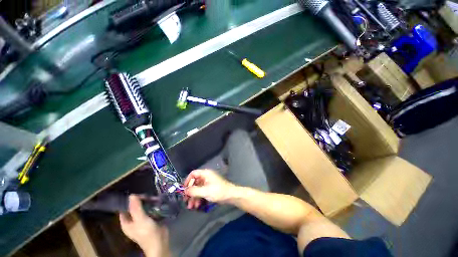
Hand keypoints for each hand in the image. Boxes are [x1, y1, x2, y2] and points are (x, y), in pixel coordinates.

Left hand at [119, 195, 169, 256]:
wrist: (159, 242)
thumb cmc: (147, 232)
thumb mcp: (140, 219)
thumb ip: (136, 208)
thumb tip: (132, 195)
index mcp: (126, 222)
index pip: (124, 209)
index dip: (129, 201)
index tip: (138, 194)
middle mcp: (133, 221)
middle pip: (135, 207)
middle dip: (141, 201)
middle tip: (149, 196)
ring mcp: (142, 220)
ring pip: (143, 208)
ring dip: (148, 202)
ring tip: (155, 198)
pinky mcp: (151, 219)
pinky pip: (150, 210)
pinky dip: (153, 206)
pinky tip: (158, 202)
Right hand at [184, 169, 236, 208]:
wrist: (230, 195)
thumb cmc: (218, 191)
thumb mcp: (205, 191)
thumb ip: (194, 191)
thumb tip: (184, 190)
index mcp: (205, 173)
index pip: (193, 174)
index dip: (187, 181)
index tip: (184, 189)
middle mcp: (206, 177)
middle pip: (194, 182)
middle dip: (190, 192)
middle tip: (186, 201)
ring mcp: (208, 183)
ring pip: (197, 188)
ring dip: (193, 197)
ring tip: (191, 207)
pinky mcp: (209, 188)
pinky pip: (201, 192)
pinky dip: (198, 198)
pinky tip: (197, 205)